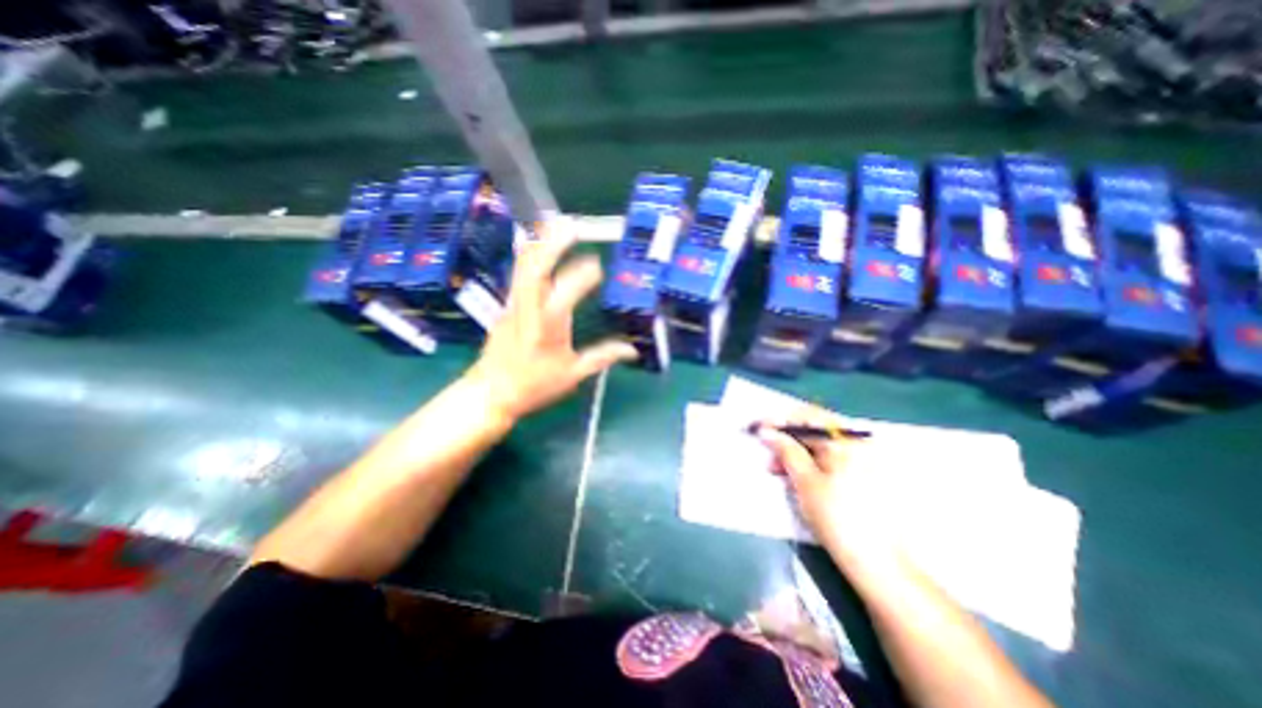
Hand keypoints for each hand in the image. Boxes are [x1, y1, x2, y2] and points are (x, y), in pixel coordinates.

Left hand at [463, 228, 635, 423]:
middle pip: (535, 269)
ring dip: (540, 244)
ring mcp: (514, 306)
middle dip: (552, 244)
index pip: (564, 295)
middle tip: (571, 226)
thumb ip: (602, 358)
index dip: (581, 277)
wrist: (490, 393)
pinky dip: (531, 256)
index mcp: (546, 329)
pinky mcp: (507, 307)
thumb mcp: (572, 375)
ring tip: (555, 226)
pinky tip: (540, 248)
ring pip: (523, 267)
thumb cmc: (533, 386)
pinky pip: (519, 274)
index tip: (598, 266)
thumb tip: (632, 350)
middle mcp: (527, 310)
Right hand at [757, 409, 908, 569]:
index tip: (757, 428)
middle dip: (786, 438)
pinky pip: (828, 458)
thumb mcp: (805, 481)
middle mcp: (856, 443)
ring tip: (776, 469)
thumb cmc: (838, 518)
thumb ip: (786, 450)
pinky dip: (809, 463)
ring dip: (795, 452)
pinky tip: (795, 476)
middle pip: (814, 429)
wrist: (879, 565)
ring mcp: (861, 459)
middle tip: (766, 453)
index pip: (807, 416)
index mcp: (846, 441)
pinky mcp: (861, 475)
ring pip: (819, 445)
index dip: (779, 421)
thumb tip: (766, 431)